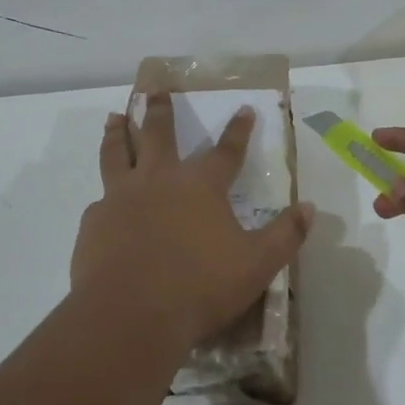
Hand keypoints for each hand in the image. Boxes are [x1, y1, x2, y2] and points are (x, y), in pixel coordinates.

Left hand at [72, 95, 313, 350]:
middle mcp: (158, 181)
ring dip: (117, 132)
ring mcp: (120, 199)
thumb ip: (285, 235)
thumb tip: (310, 208)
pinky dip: (105, 194)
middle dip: (158, 110)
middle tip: (154, 89)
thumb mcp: (257, 265)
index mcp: (200, 186)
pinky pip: (100, 200)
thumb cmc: (200, 287)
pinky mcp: (94, 223)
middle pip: (156, 134)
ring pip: (116, 154)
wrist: (130, 316)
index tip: (244, 109)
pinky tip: (103, 201)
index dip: (238, 130)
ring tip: (113, 117)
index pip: (226, 150)